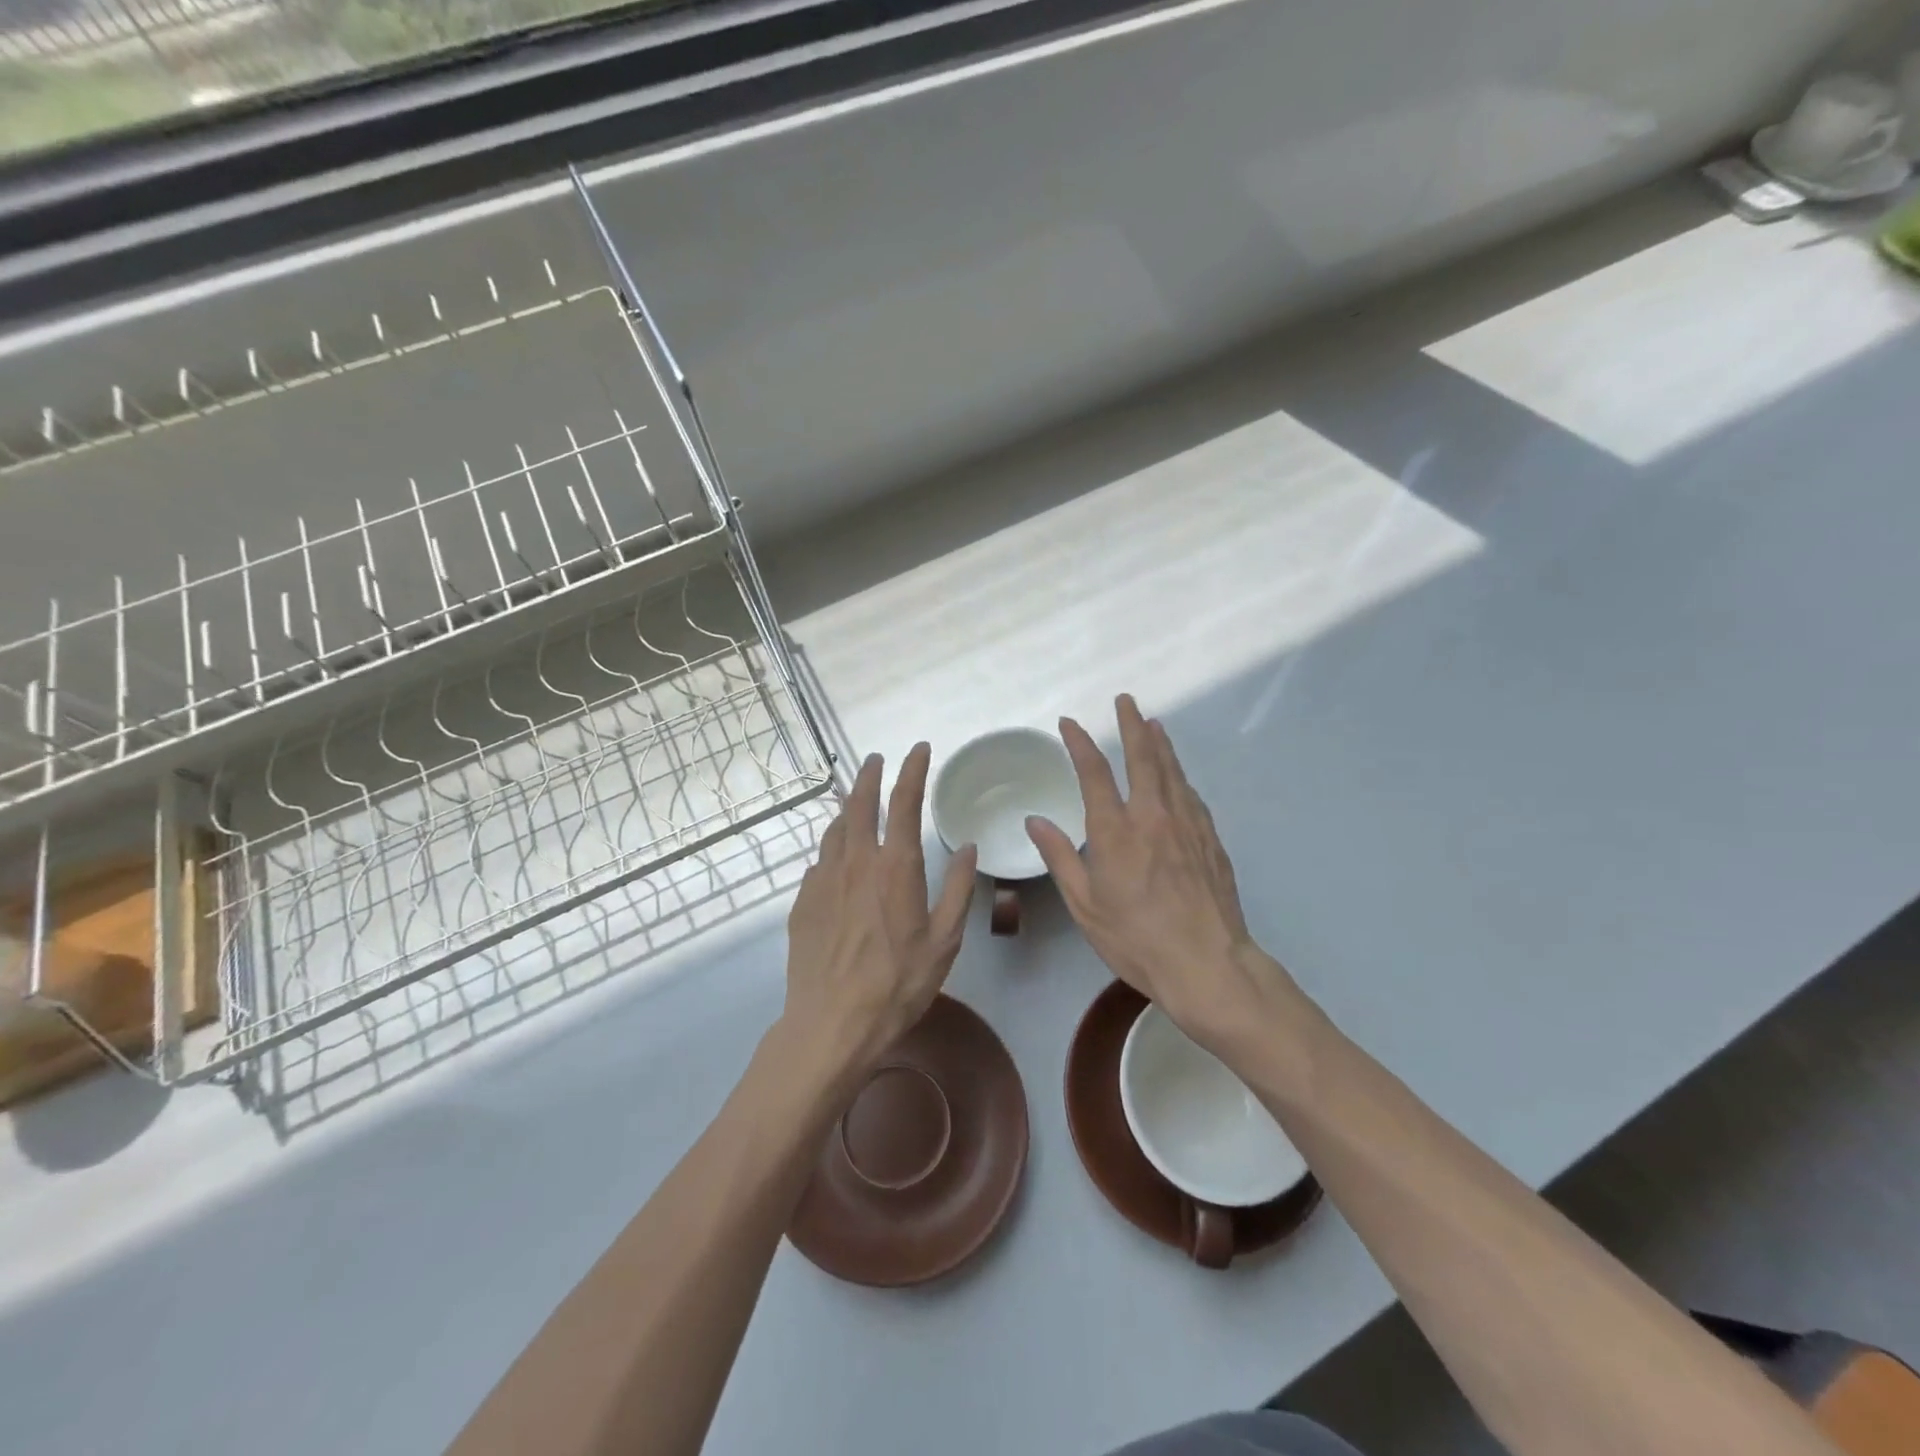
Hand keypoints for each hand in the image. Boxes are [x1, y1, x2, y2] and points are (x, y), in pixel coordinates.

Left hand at [781, 745, 977, 1077]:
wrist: (831, 1024)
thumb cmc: (897, 984)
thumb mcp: (944, 941)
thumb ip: (957, 890)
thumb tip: (967, 848)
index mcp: (894, 867)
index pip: (903, 803)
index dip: (912, 770)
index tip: (918, 749)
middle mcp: (856, 862)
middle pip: (858, 804)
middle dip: (869, 776)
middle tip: (876, 759)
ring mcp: (823, 880)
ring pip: (834, 829)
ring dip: (846, 807)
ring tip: (854, 800)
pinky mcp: (803, 902)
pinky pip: (819, 861)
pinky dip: (832, 847)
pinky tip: (836, 858)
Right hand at [1026, 695, 1295, 1044]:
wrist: (1207, 964)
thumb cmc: (1136, 939)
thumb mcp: (1085, 905)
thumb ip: (1061, 857)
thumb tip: (1035, 821)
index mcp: (1115, 831)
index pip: (1094, 773)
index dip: (1080, 743)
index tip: (1070, 723)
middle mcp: (1152, 816)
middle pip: (1143, 757)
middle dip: (1132, 724)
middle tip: (1126, 700)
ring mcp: (1187, 825)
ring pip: (1172, 770)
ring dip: (1160, 743)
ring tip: (1153, 723)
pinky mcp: (1211, 840)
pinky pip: (1191, 795)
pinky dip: (1179, 776)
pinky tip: (1177, 776)